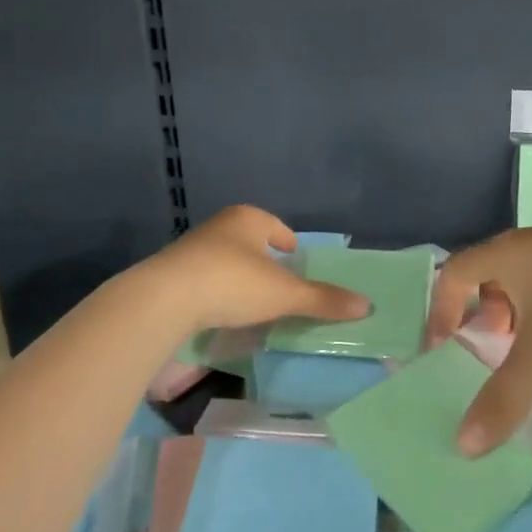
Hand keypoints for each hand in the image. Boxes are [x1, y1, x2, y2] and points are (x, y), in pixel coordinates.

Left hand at [145, 205, 371, 333]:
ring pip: (226, 260)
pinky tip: (221, 313)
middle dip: (264, 261)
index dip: (289, 244)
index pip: (277, 227)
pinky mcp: (172, 273)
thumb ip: (322, 299)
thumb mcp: (284, 294)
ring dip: (239, 278)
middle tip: (279, 286)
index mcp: (248, 219)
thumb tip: (367, 305)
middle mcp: (219, 226)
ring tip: (252, 303)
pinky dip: (217, 292)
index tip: (296, 262)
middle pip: (250, 242)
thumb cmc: (232, 283)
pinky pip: (204, 279)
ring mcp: (192, 249)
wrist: (164, 299)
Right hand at [425, 225, 531, 455]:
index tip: (444, 351)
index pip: (452, 274)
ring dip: (523, 327)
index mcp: (505, 255)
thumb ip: (502, 401)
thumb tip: (462, 445)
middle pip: (490, 281)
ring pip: (530, 291)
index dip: (441, 312)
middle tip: (491, 357)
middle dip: (485, 322)